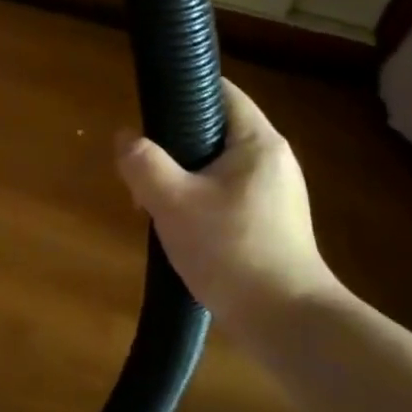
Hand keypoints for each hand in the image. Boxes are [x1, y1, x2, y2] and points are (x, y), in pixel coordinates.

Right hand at [116, 78, 341, 325]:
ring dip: (183, 177)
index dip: (182, 89)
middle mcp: (273, 159)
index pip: (220, 91)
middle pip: (214, 129)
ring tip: (155, 203)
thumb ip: (143, 163)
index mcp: (258, 142)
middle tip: (143, 169)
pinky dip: (200, 200)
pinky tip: (182, 228)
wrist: (286, 322)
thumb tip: (125, 137)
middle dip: (174, 144)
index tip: (148, 108)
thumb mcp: (173, 202)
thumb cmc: (231, 250)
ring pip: (216, 166)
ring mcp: (276, 193)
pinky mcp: (272, 222)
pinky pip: (226, 193)